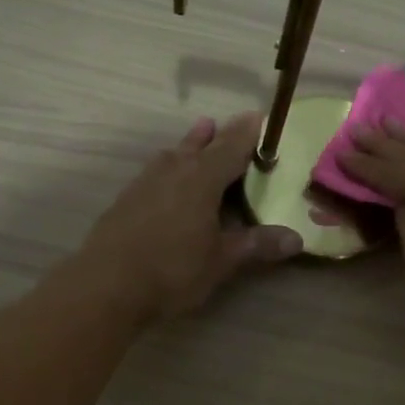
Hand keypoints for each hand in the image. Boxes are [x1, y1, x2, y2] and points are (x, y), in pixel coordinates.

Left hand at [75, 113, 302, 322]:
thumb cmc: (173, 270)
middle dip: (219, 135)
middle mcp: (173, 171)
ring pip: (173, 154)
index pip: (231, 147)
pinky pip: (156, 171)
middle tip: (232, 123)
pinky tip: (166, 177)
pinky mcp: (126, 200)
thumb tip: (297, 239)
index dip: (247, 134)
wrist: (106, 286)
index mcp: (202, 179)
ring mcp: (145, 183)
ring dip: (190, 144)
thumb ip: (257, 245)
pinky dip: (170, 165)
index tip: (258, 118)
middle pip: (200, 145)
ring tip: (200, 133)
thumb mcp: (222, 261)